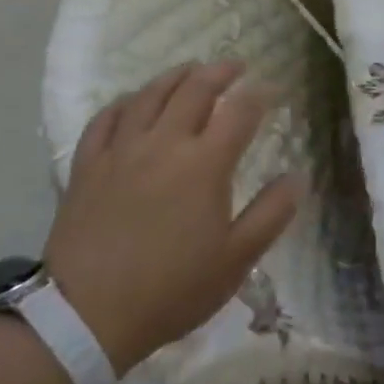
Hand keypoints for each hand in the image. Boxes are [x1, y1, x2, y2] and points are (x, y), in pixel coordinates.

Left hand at [46, 60, 303, 371]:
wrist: (84, 317)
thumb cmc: (171, 289)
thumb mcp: (236, 259)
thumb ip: (272, 213)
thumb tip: (298, 176)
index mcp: (205, 163)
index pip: (240, 111)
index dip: (260, 94)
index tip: (272, 89)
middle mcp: (164, 144)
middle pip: (194, 90)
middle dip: (219, 72)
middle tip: (235, 66)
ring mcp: (121, 152)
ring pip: (149, 96)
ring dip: (174, 77)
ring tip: (190, 70)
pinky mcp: (87, 167)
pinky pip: (104, 120)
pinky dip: (124, 103)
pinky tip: (132, 102)